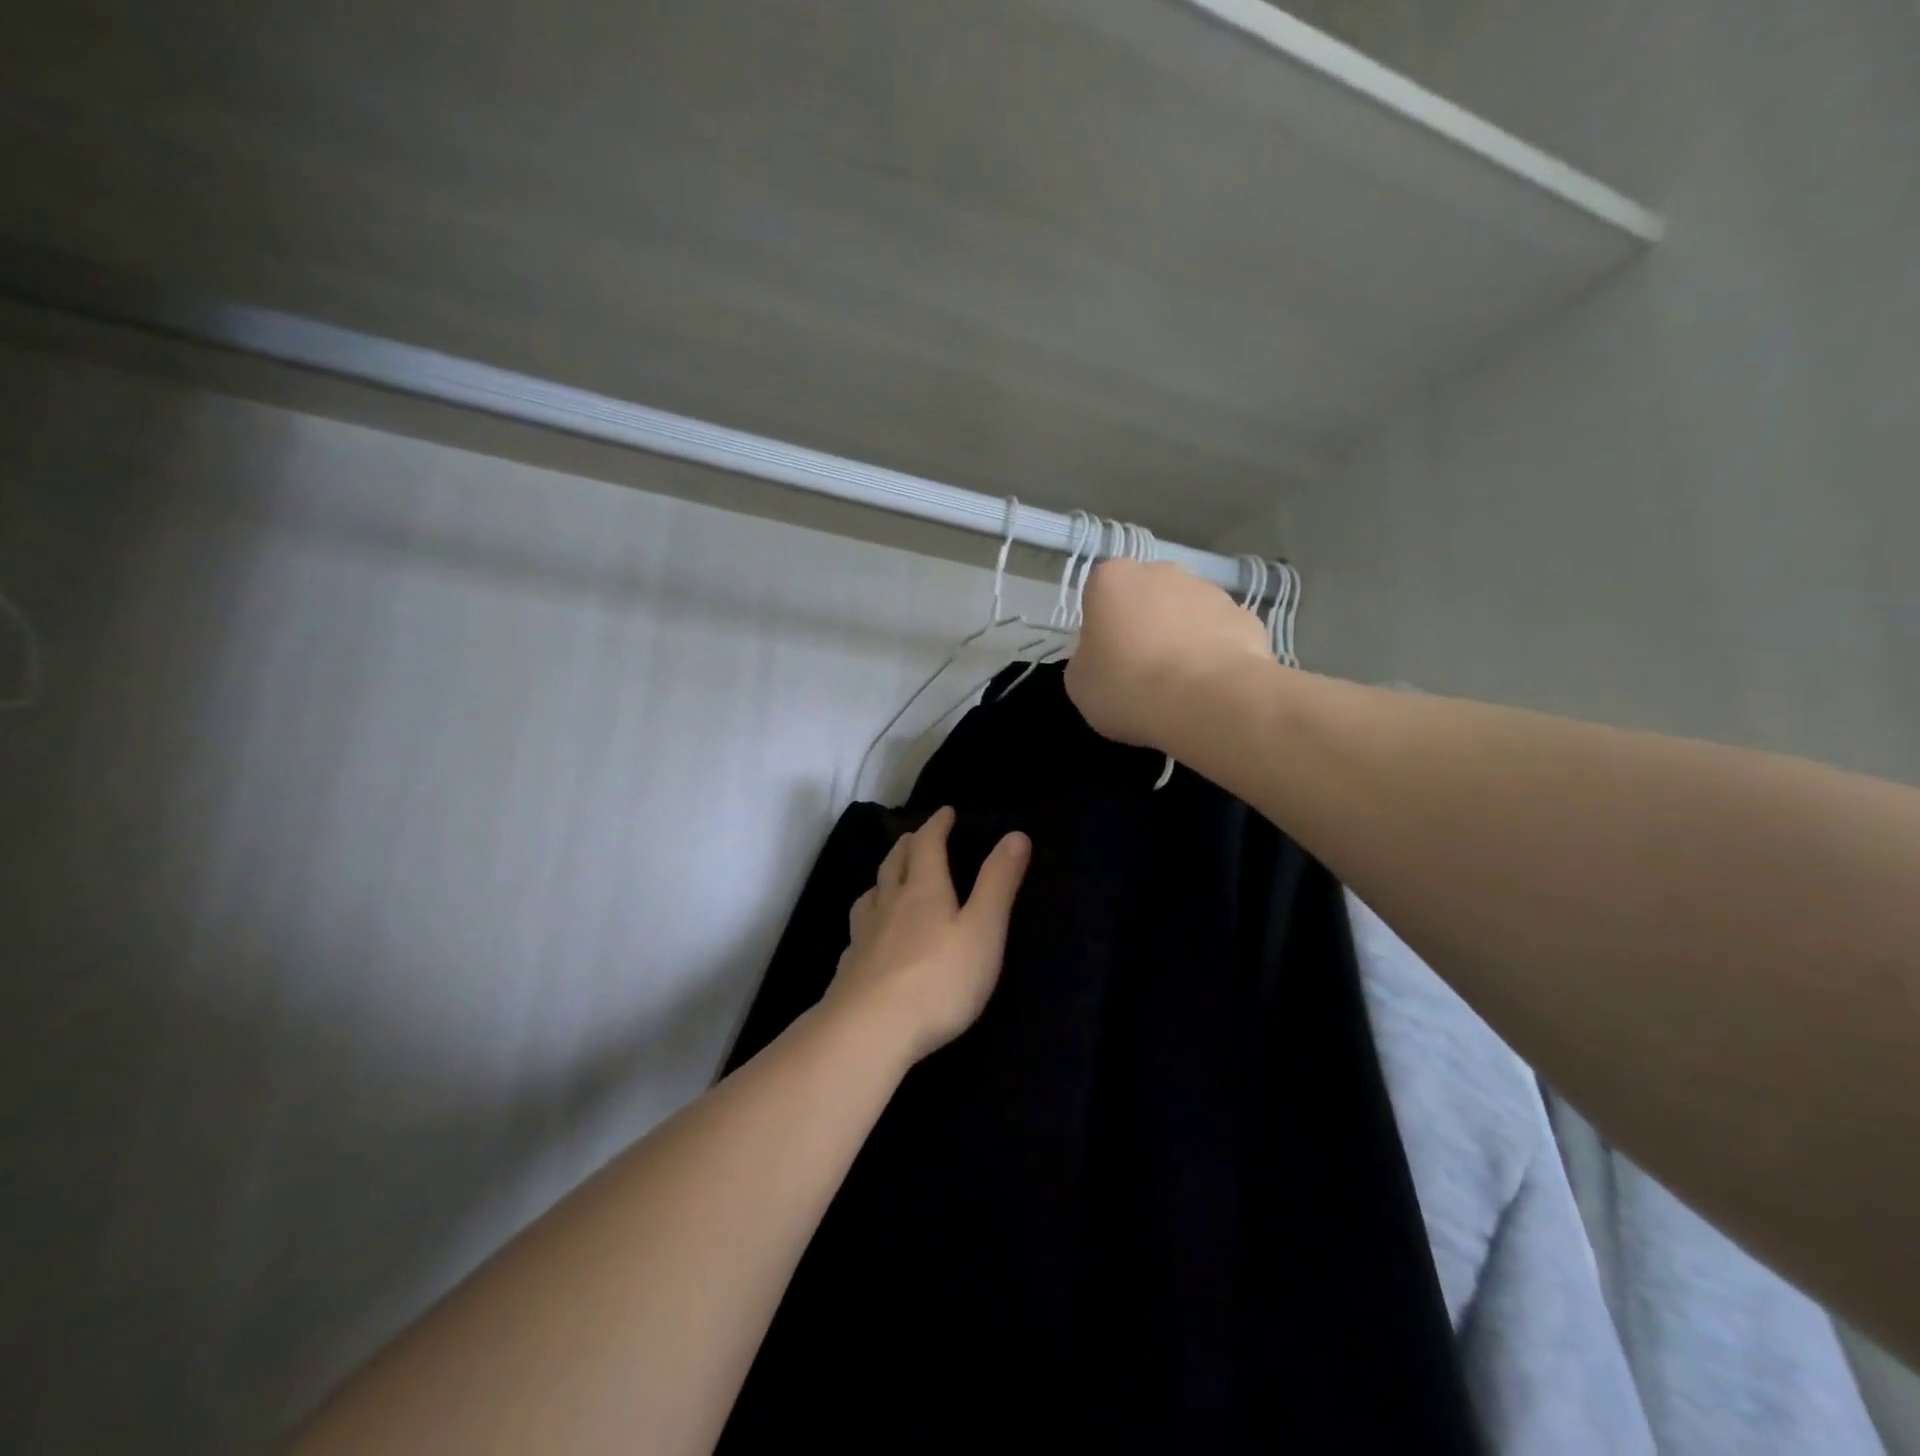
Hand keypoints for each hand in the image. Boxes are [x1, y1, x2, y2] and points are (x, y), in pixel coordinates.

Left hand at [828, 807, 1030, 1063]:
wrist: (869, 1030)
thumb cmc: (938, 979)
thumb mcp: (983, 930)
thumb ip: (998, 883)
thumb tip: (1015, 835)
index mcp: (924, 890)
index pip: (928, 845)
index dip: (937, 826)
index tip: (945, 812)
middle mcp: (890, 904)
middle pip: (895, 863)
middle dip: (909, 845)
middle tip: (916, 836)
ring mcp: (864, 936)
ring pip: (871, 895)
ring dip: (883, 879)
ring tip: (889, 879)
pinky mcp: (850, 968)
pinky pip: (858, 931)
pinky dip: (867, 920)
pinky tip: (868, 936)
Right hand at [1064, 559, 1275, 750]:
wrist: (1208, 702)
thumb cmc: (1128, 688)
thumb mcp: (1080, 684)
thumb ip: (1087, 659)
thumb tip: (1104, 657)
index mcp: (1112, 580)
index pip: (1099, 594)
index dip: (1102, 627)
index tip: (1106, 659)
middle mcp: (1161, 572)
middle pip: (1146, 596)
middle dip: (1144, 624)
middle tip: (1141, 670)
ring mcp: (1208, 590)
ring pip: (1186, 612)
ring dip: (1181, 637)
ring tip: (1180, 684)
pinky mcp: (1245, 616)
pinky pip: (1220, 633)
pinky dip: (1215, 653)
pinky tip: (1210, 686)